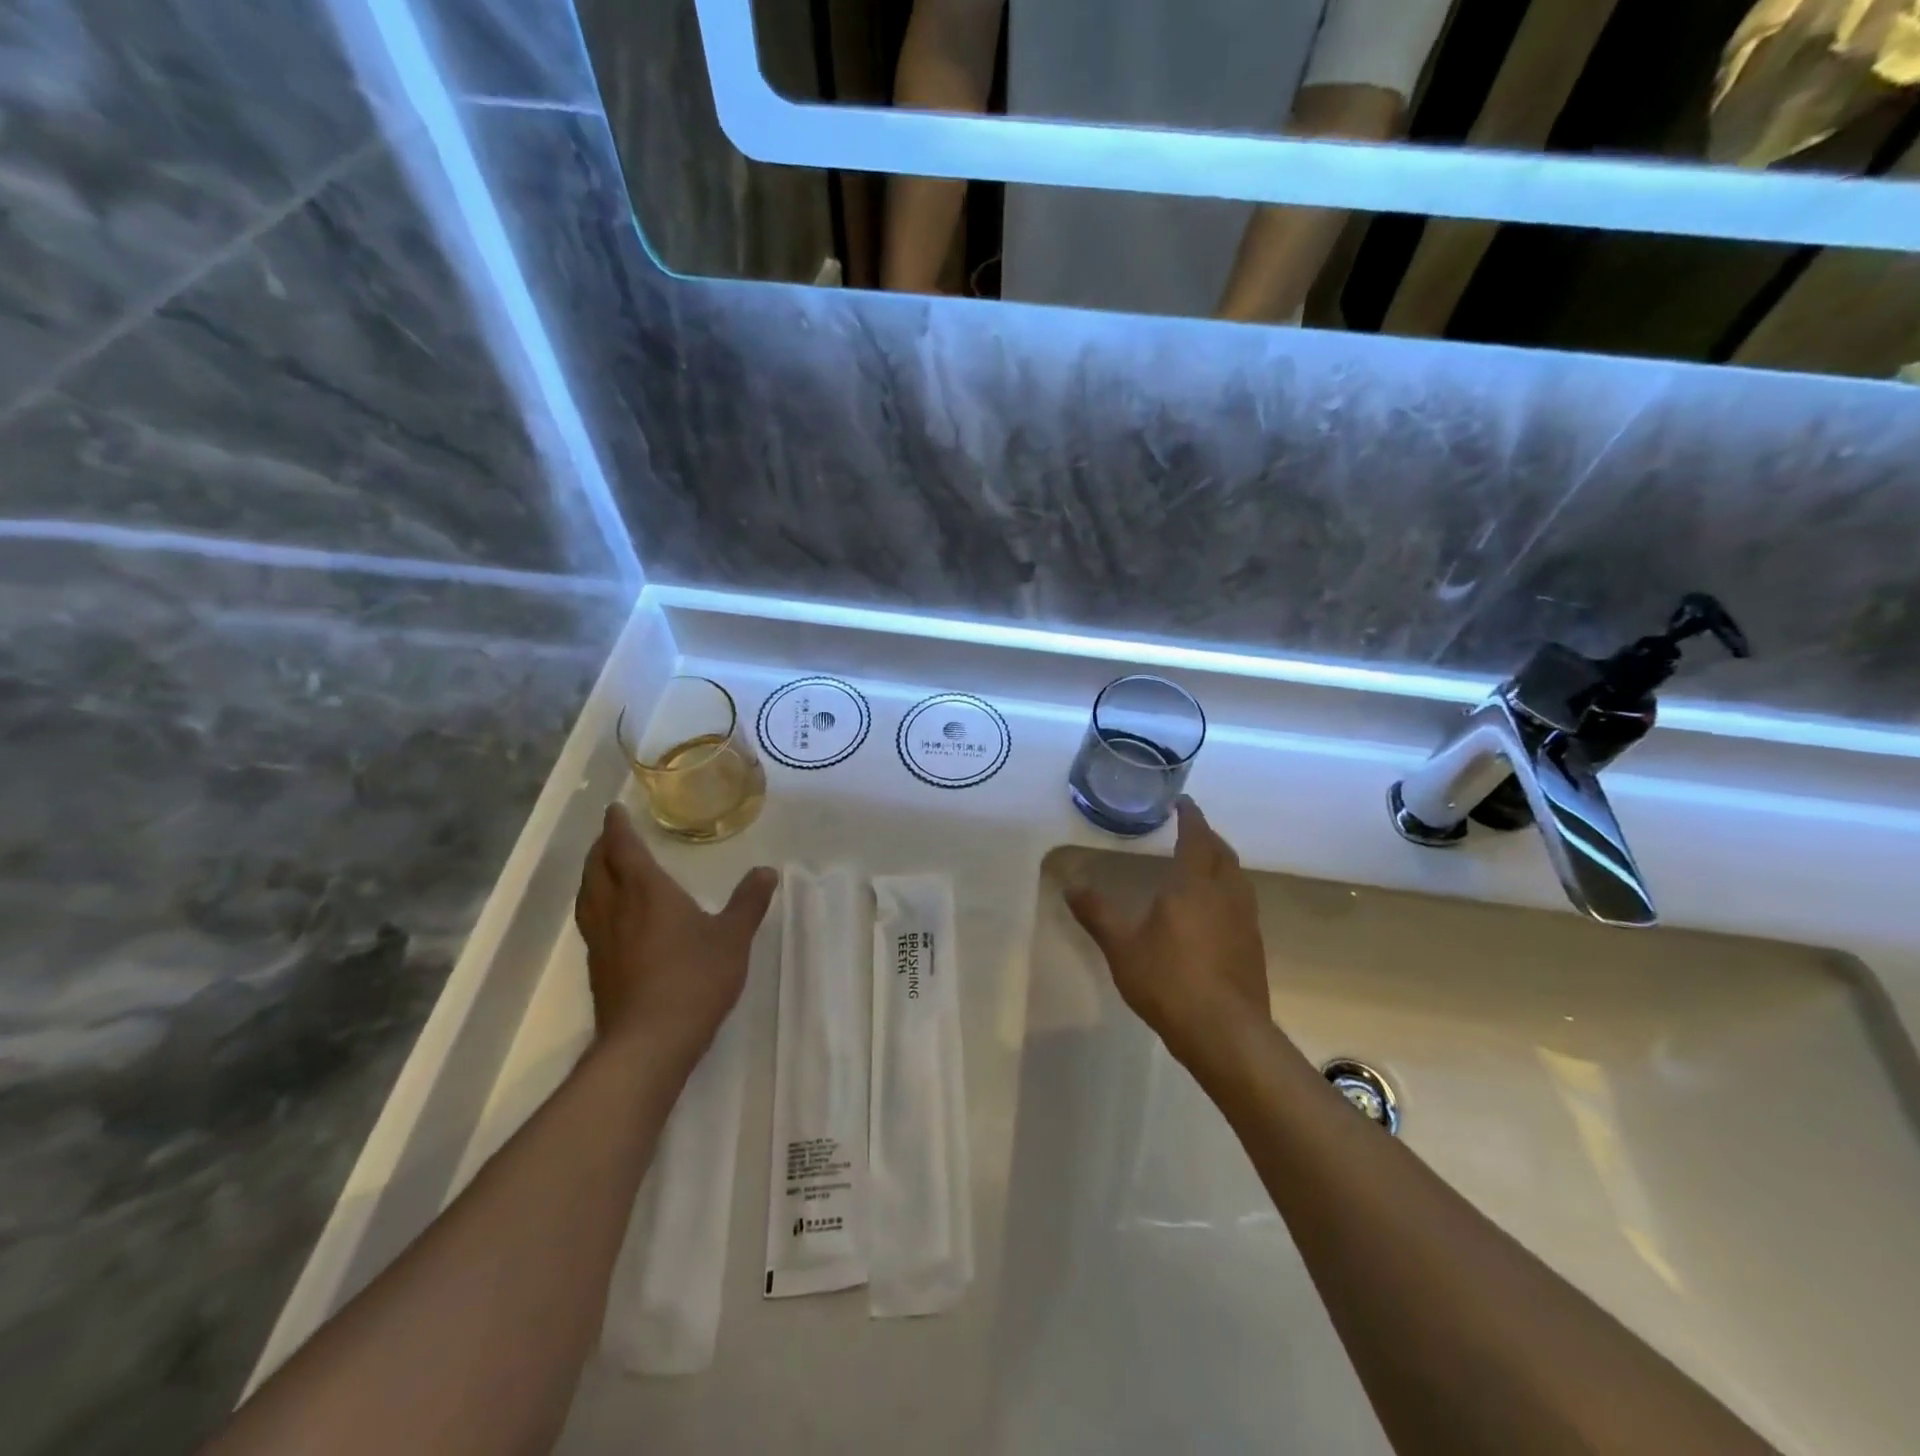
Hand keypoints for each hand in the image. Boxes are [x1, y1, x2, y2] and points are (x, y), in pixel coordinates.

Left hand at [573, 804, 777, 1062]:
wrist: (649, 1041)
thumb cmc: (695, 978)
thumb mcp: (733, 937)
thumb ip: (748, 902)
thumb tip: (766, 872)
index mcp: (646, 891)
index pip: (623, 848)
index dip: (617, 826)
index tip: (614, 809)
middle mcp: (616, 909)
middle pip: (597, 868)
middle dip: (602, 847)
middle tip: (612, 835)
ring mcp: (601, 940)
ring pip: (588, 895)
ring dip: (592, 874)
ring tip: (603, 868)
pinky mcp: (597, 967)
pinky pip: (590, 920)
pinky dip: (595, 904)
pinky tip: (610, 917)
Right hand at [1065, 797, 1271, 1068]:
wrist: (1225, 1032)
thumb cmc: (1168, 980)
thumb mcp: (1121, 946)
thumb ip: (1096, 912)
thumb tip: (1069, 884)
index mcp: (1194, 884)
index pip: (1197, 837)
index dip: (1191, 817)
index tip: (1183, 803)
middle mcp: (1226, 894)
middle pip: (1223, 854)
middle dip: (1207, 837)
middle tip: (1190, 830)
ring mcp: (1245, 921)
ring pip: (1237, 879)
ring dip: (1221, 863)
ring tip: (1202, 865)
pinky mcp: (1253, 947)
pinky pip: (1242, 904)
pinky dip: (1227, 892)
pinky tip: (1213, 912)